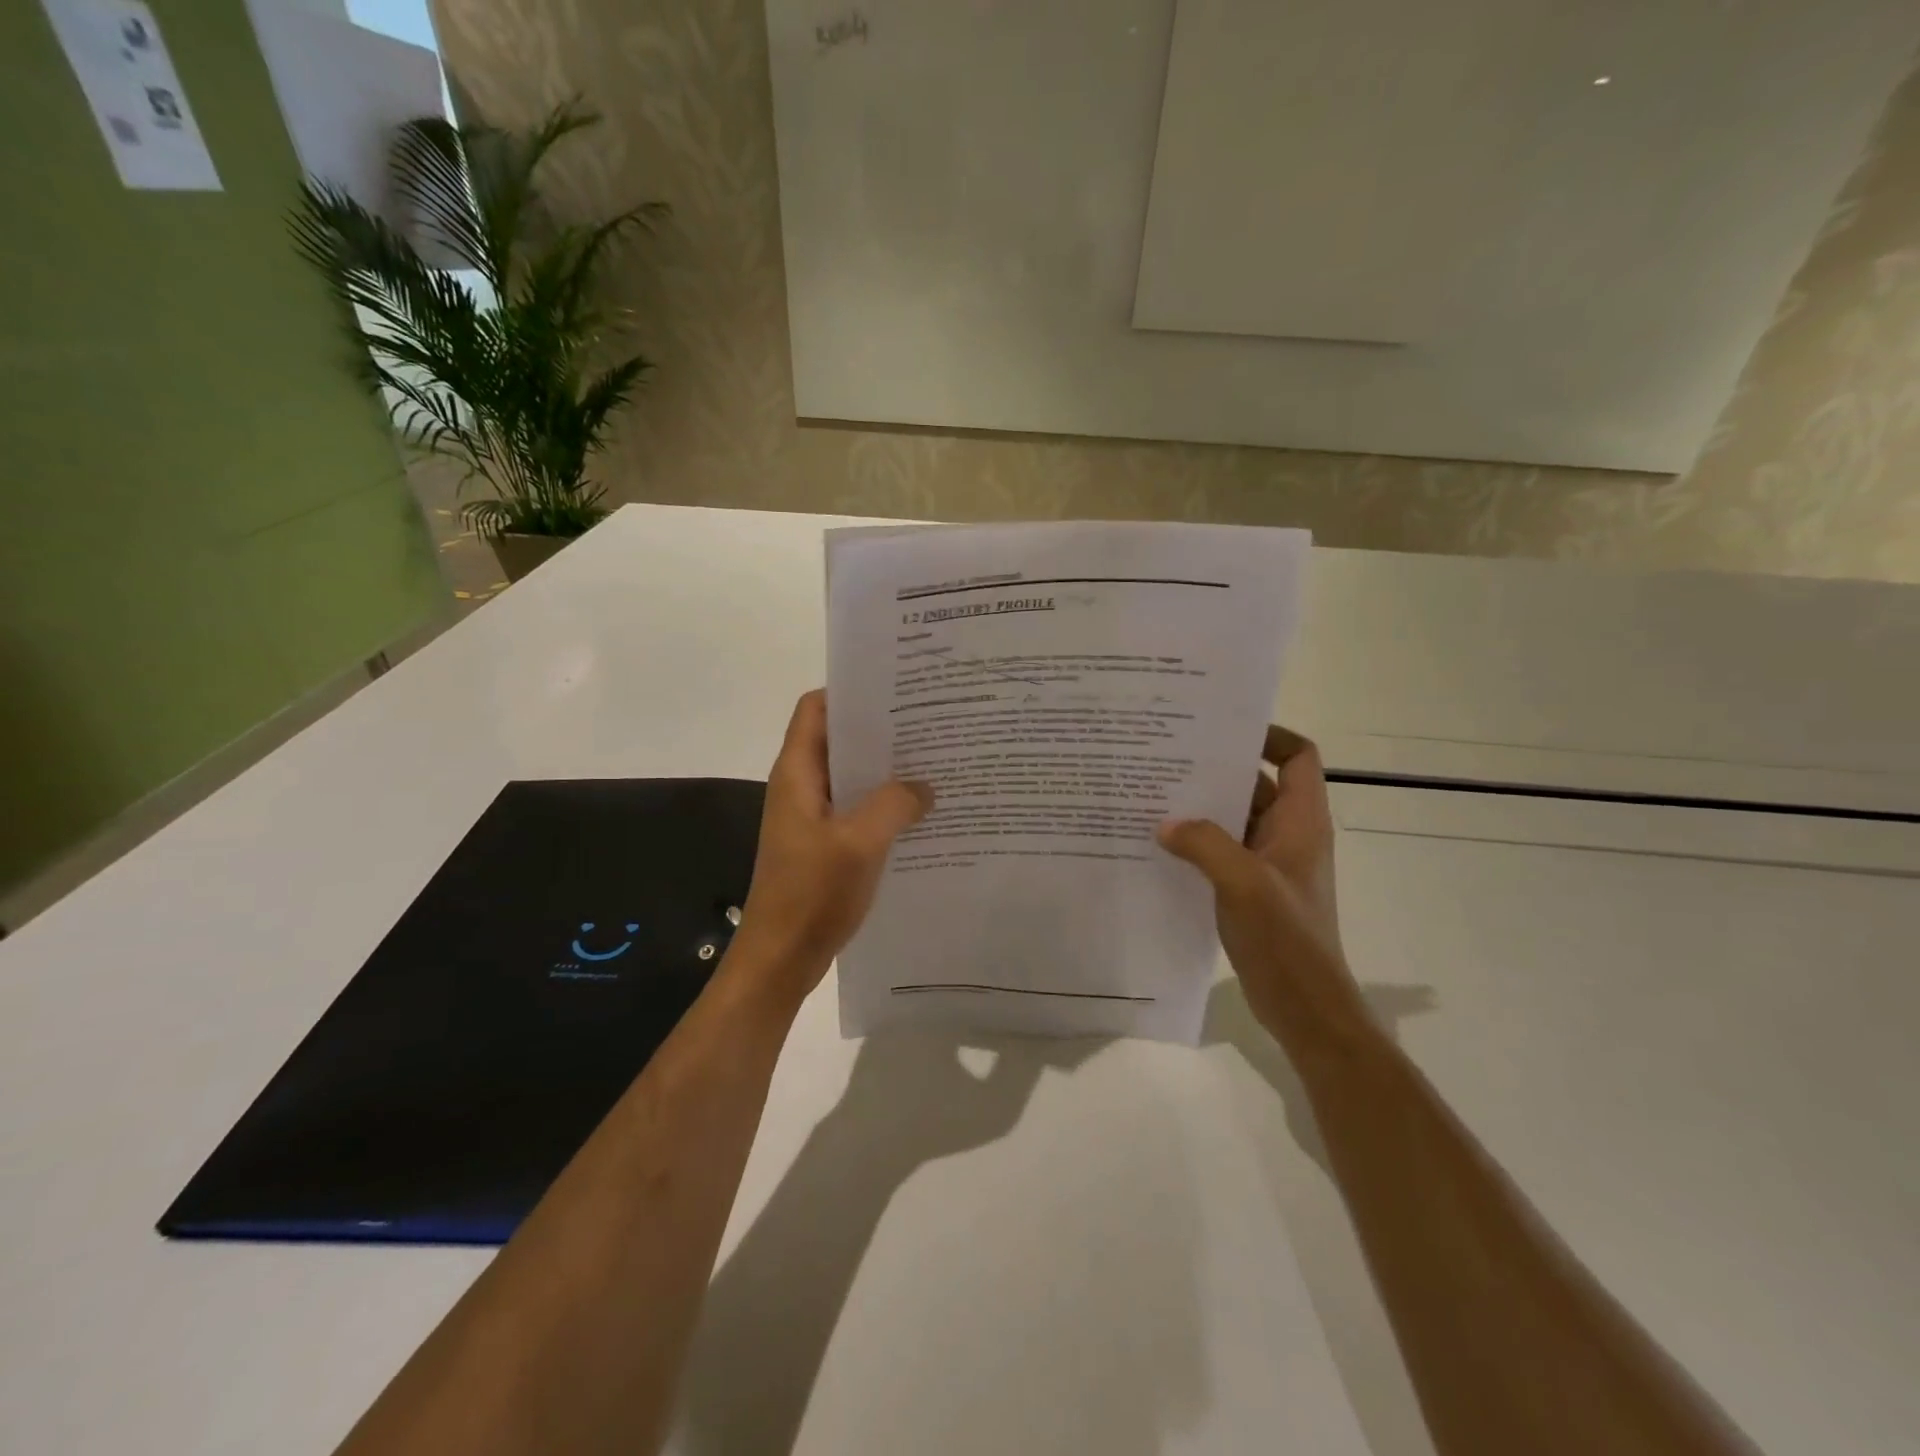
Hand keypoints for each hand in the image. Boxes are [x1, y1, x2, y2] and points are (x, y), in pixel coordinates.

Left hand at [734, 690, 931, 992]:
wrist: (780, 958)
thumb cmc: (811, 894)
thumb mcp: (860, 843)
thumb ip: (894, 805)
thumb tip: (924, 786)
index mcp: (797, 774)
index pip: (815, 709)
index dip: (849, 692)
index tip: (895, 689)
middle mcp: (801, 787)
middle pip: (837, 740)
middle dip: (878, 730)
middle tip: (929, 724)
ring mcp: (811, 817)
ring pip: (850, 777)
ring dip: (884, 770)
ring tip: (933, 763)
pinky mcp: (823, 844)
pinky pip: (855, 810)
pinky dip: (882, 804)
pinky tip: (919, 812)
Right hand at [1157, 727, 1372, 1063]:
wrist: (1304, 1006)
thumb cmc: (1287, 939)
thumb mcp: (1244, 884)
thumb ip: (1205, 844)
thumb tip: (1165, 822)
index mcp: (1301, 821)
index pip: (1297, 756)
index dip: (1268, 736)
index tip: (1221, 731)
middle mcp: (1288, 834)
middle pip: (1255, 784)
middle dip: (1216, 770)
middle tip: (1166, 757)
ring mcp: (1268, 862)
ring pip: (1233, 818)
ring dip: (1201, 808)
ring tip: (1153, 795)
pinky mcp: (1250, 888)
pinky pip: (1221, 850)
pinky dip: (1196, 842)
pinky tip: (1159, 844)